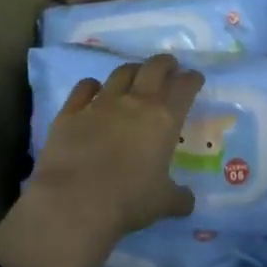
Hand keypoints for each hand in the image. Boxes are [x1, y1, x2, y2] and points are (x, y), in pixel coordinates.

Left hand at [0, 55, 203, 266]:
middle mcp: (135, 102)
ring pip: (121, 72)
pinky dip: (93, 86)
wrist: (73, 202)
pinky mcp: (71, 112)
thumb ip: (179, 198)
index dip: (192, 79)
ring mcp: (101, 103)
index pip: (185, 87)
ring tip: (136, 76)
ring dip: (133, 70)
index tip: (195, 78)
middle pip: (154, 67)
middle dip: (165, 63)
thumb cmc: (128, 201)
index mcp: (165, 119)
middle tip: (169, 67)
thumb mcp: (163, 203)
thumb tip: (188, 202)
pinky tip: (94, 90)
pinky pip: (84, 87)